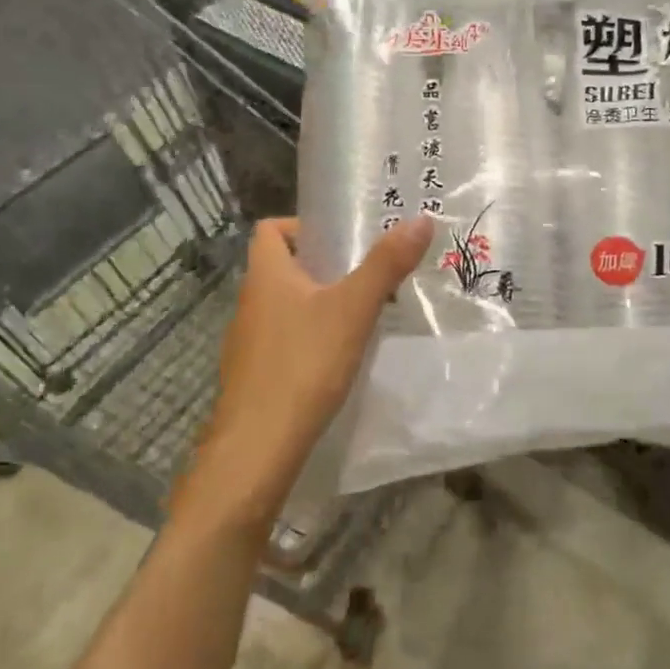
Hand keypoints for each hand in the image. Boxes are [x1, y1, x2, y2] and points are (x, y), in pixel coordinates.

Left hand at [173, 216, 431, 530]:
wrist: (257, 449)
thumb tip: (421, 219)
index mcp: (266, 276)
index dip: (304, 226)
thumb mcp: (353, 310)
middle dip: (326, 267)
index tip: (344, 241)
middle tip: (370, 276)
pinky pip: (286, 340)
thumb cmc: (303, 365)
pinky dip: (312, 338)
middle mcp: (251, 302)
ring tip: (364, 316)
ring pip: (287, 306)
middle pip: (284, 267)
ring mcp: (248, 342)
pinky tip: (341, 358)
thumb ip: (386, 265)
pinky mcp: (255, 375)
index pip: (270, 229)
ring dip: (321, 304)